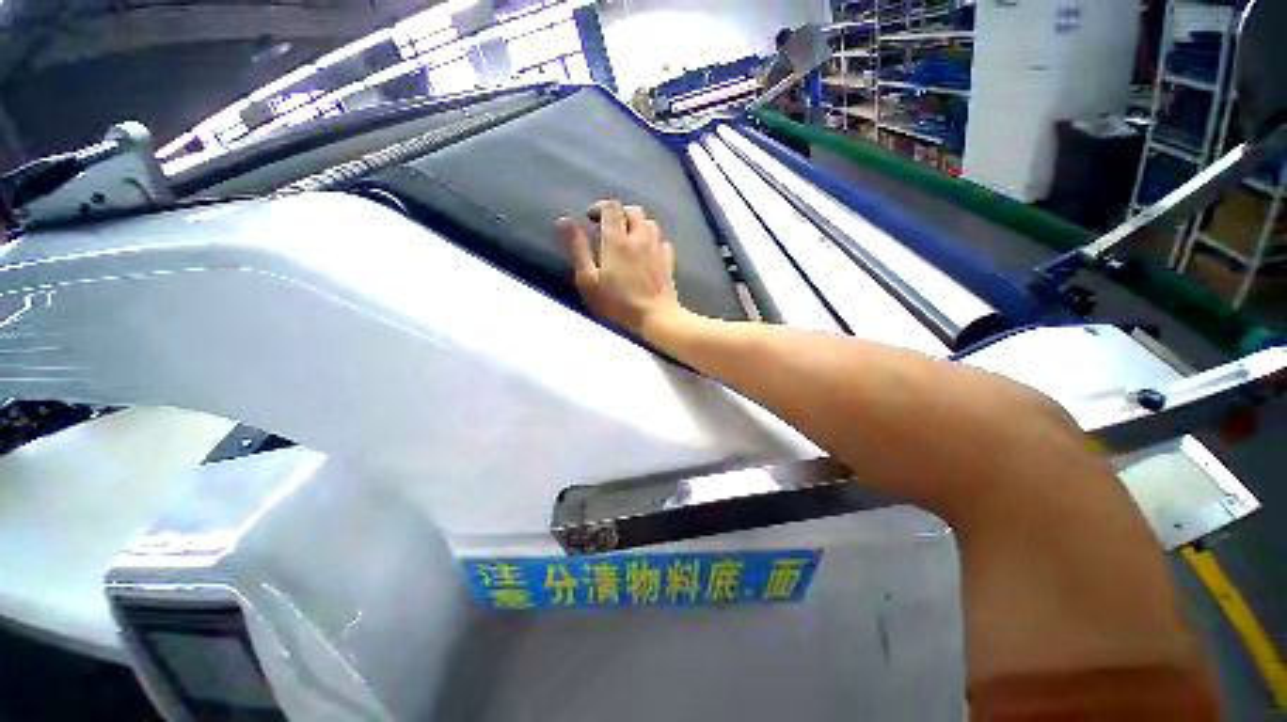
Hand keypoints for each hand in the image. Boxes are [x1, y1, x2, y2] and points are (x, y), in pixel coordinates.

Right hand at [558, 200, 685, 338]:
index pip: (611, 207)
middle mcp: (640, 238)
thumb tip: (565, 221)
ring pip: (650, 223)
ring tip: (628, 238)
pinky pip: (662, 242)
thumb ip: (578, 249)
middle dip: (620, 213)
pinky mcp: (669, 262)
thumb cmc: (618, 304)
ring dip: (638, 224)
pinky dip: (652, 241)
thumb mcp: (589, 280)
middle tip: (609, 227)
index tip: (591, 219)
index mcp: (618, 240)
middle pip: (634, 211)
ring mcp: (657, 249)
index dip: (599, 207)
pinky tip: (647, 253)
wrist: (656, 318)